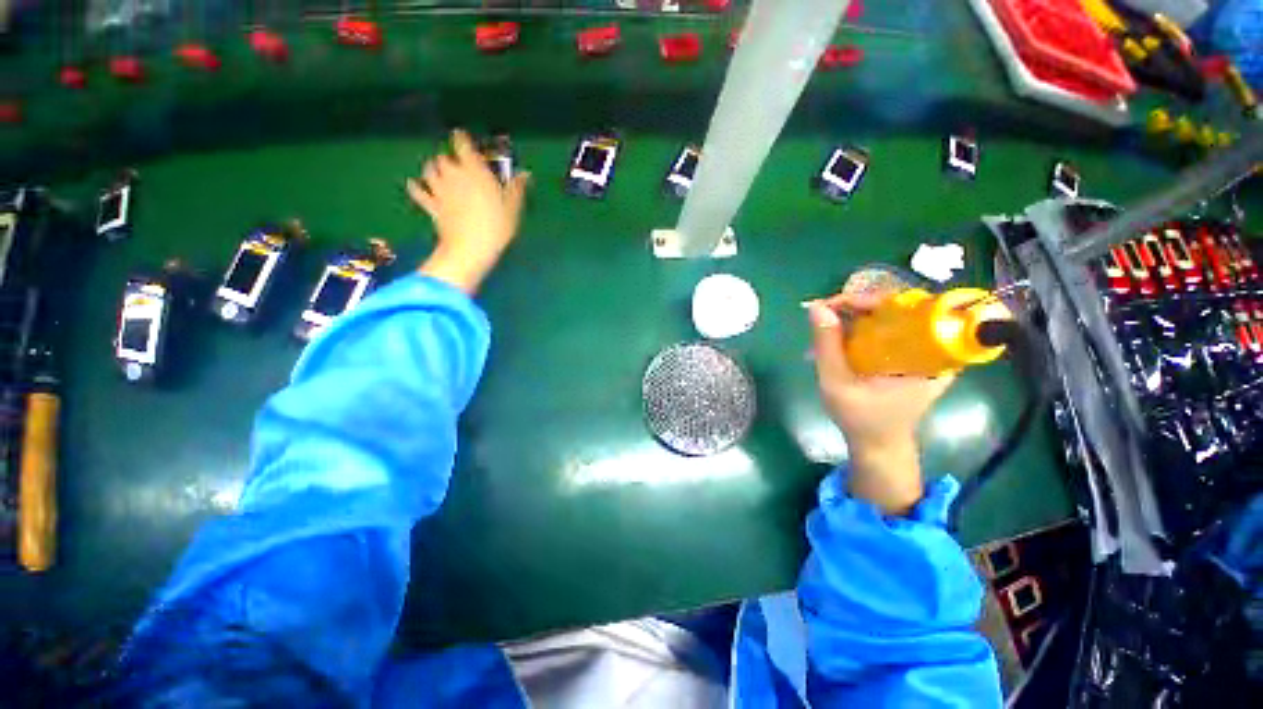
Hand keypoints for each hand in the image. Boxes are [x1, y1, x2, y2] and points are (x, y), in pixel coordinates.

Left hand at [407, 129, 530, 293]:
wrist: (470, 248)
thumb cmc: (496, 226)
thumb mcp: (513, 207)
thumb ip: (516, 187)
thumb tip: (525, 173)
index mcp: (474, 169)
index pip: (462, 143)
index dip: (462, 139)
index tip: (465, 139)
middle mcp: (452, 174)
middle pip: (444, 157)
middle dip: (450, 159)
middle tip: (459, 167)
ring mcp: (439, 189)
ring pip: (429, 169)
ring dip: (434, 169)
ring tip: (441, 174)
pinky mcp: (431, 205)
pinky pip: (418, 192)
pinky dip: (416, 187)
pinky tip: (416, 186)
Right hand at [806, 291, 953, 515]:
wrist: (878, 445)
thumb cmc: (861, 418)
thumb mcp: (837, 383)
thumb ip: (827, 346)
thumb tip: (817, 307)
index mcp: (928, 356)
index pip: (907, 308)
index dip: (869, 299)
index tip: (835, 304)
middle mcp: (932, 348)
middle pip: (897, 308)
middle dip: (856, 306)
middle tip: (825, 313)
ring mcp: (922, 352)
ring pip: (890, 318)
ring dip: (855, 316)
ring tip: (826, 324)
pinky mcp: (910, 356)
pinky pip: (887, 330)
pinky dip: (861, 328)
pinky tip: (839, 335)